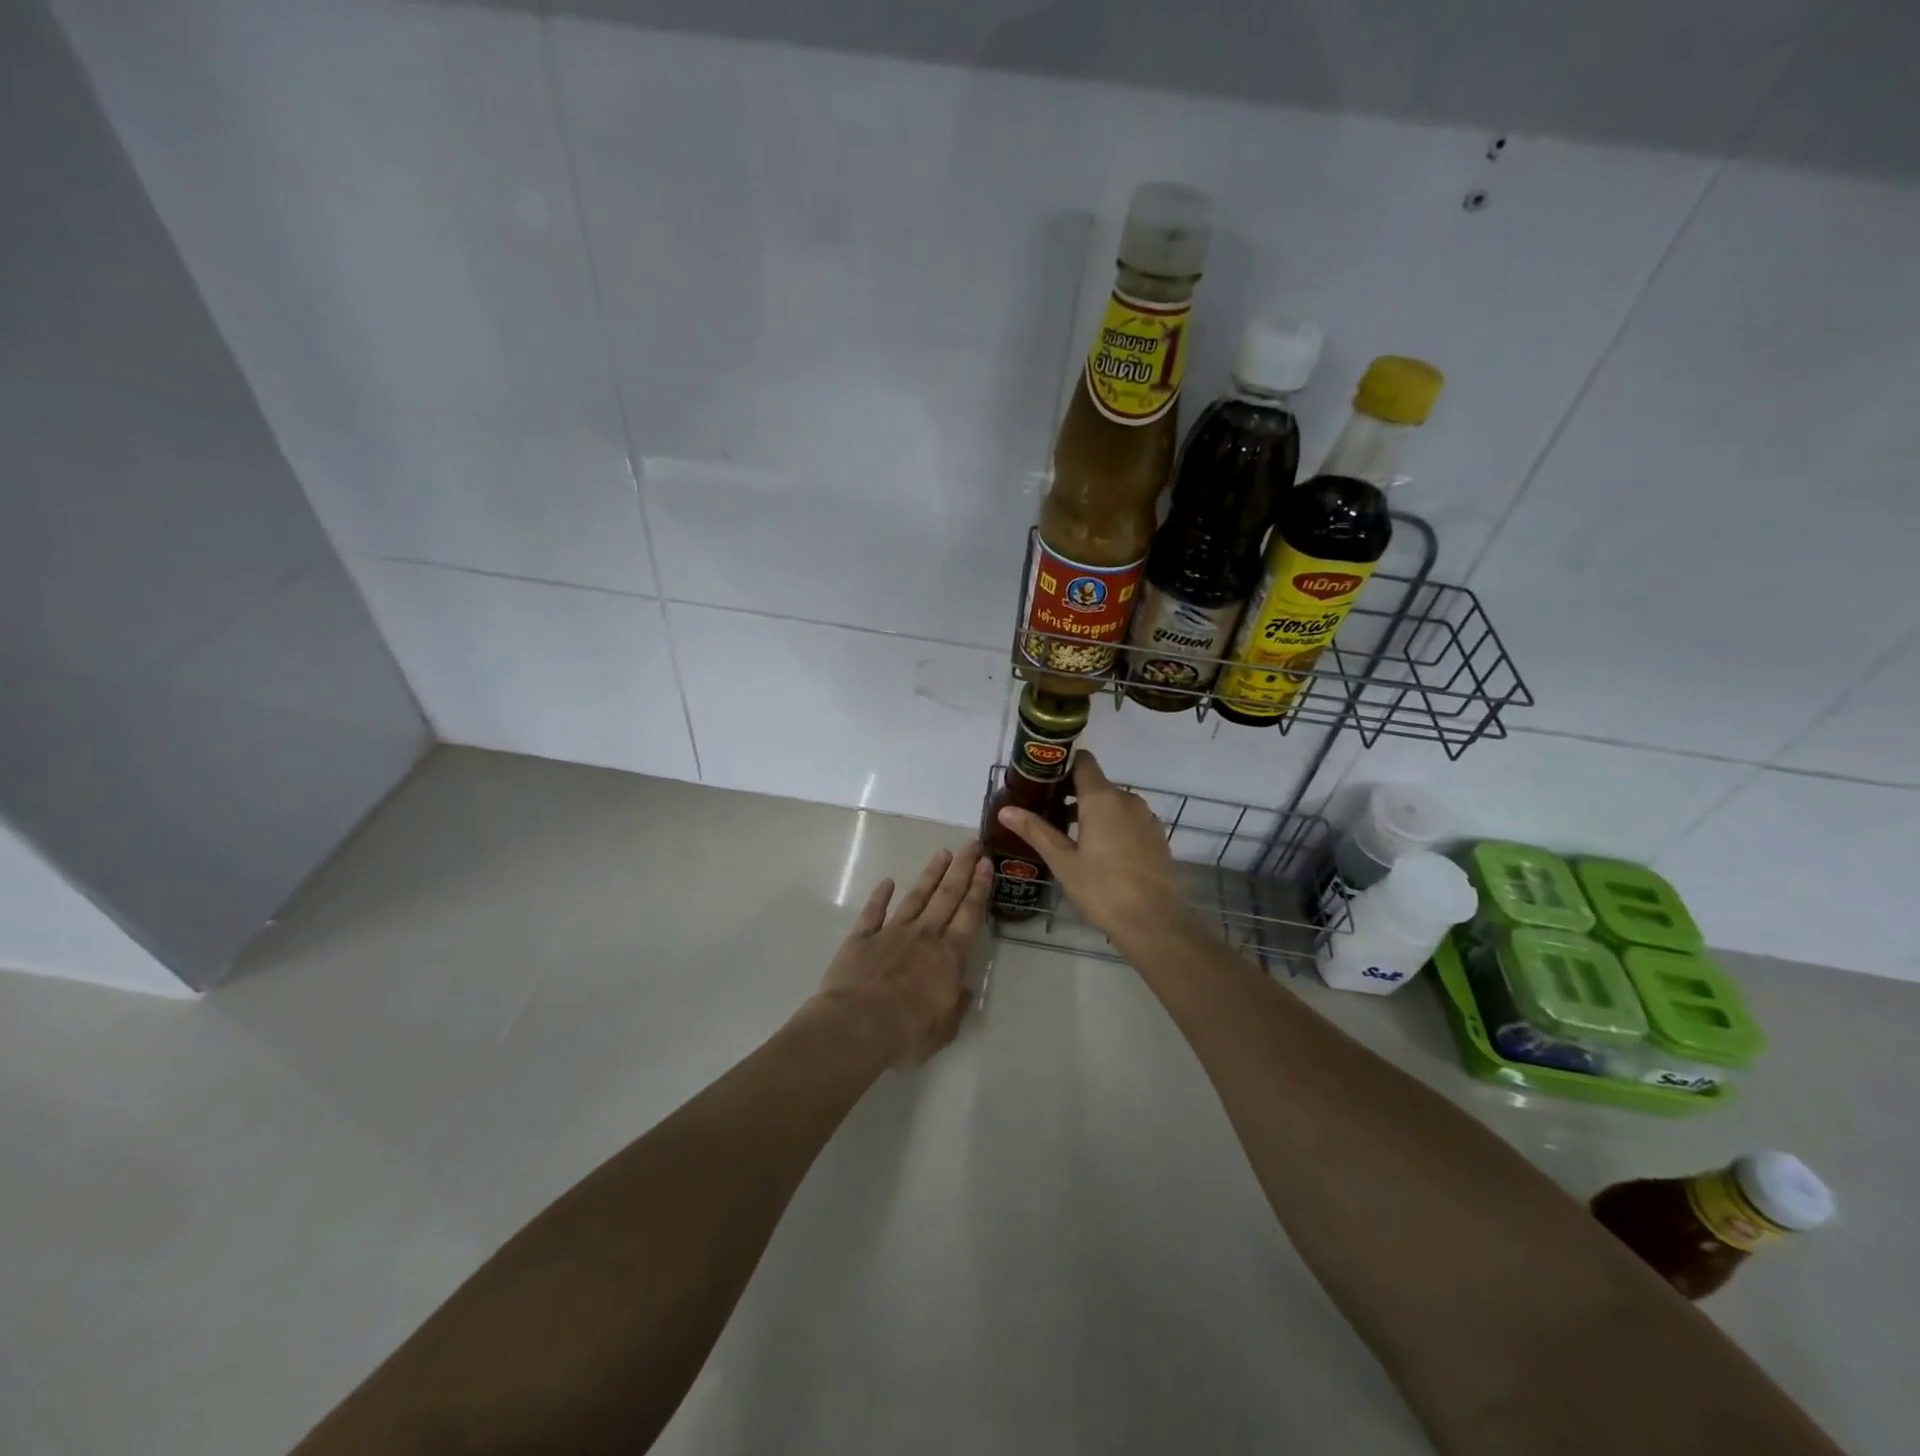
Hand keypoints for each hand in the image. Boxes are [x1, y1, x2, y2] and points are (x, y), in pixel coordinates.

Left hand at [812, 843, 990, 1066]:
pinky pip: (874, 911)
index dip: (979, 888)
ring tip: (942, 853)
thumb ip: (958, 1005)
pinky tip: (888, 882)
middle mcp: (924, 935)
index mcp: (949, 956)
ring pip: (916, 897)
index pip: (969, 914)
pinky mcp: (862, 937)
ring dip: (930, 875)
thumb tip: (964, 988)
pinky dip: (881, 895)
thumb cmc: (907, 1033)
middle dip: (961, 869)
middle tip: (971, 845)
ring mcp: (892, 932)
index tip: (986, 864)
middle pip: (947, 896)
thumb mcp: (945, 1029)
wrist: (856, 1026)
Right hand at [996, 752, 1186, 943]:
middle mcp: (1127, 799)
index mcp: (1101, 798)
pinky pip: (1128, 819)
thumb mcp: (1062, 861)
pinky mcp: (1156, 835)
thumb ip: (1036, 831)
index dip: (1062, 764)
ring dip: (1092, 811)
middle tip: (1046, 812)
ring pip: (1113, 802)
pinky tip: (1099, 851)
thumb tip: (1006, 810)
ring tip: (1069, 835)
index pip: (1083, 761)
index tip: (1042, 778)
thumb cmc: (1102, 889)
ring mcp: (1145, 817)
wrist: (1154, 922)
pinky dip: (1112, 824)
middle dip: (1072, 793)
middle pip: (1096, 783)